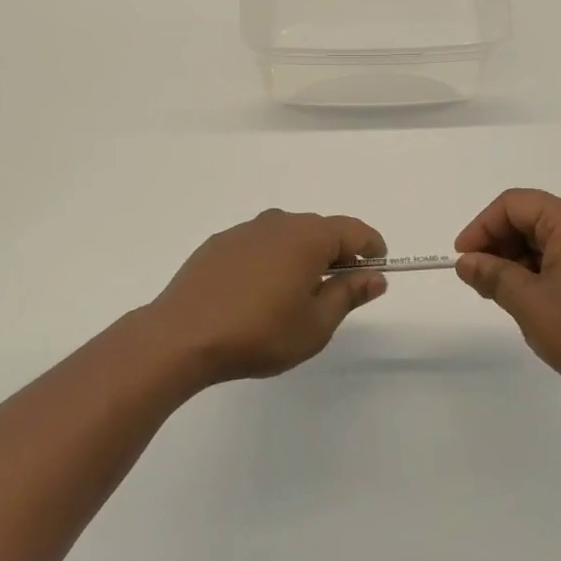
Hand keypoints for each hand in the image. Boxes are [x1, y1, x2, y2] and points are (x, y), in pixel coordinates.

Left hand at [148, 210, 388, 385]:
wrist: (182, 336)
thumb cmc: (259, 333)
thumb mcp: (315, 324)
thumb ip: (348, 294)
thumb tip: (374, 276)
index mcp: (307, 237)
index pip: (352, 229)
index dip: (370, 245)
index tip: (379, 264)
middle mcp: (277, 223)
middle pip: (318, 229)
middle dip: (337, 251)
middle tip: (341, 285)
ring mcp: (243, 231)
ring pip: (286, 235)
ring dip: (301, 255)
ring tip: (299, 290)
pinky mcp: (217, 244)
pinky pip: (257, 245)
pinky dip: (271, 259)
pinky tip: (260, 291)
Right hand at [455, 189, 560, 415]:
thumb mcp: (528, 302)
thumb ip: (492, 276)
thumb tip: (467, 261)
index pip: (512, 204)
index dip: (481, 227)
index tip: (462, 259)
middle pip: (529, 219)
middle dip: (497, 245)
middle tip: (478, 281)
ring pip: (546, 243)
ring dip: (516, 263)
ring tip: (500, 297)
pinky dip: (539, 276)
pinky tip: (530, 306)